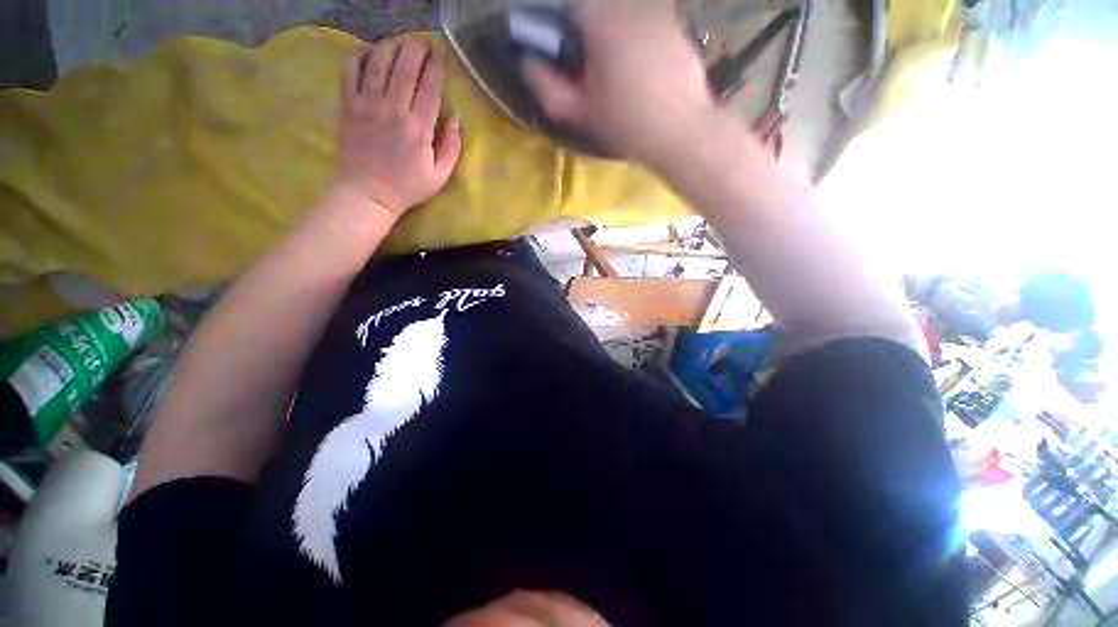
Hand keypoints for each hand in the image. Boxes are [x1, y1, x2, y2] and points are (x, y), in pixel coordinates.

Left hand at [336, 38, 462, 217]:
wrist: (367, 193)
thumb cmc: (407, 187)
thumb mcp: (440, 176)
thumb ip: (451, 147)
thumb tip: (456, 119)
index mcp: (419, 128)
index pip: (430, 87)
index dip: (437, 67)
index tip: (441, 56)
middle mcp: (393, 109)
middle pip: (405, 66)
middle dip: (416, 48)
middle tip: (424, 43)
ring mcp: (367, 104)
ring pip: (379, 61)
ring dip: (392, 45)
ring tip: (401, 42)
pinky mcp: (348, 104)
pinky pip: (351, 69)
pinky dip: (361, 54)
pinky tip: (371, 52)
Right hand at [520, 0, 714, 166]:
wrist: (682, 132)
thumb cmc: (627, 125)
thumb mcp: (580, 113)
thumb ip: (547, 86)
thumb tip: (526, 61)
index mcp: (600, 19)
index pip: (567, 7)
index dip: (559, 28)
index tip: (562, 55)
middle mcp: (629, 3)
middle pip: (594, 8)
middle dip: (584, 33)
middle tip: (587, 69)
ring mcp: (657, 10)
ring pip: (620, 14)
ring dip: (609, 35)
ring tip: (615, 73)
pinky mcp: (675, 24)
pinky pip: (643, 21)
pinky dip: (633, 38)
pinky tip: (638, 69)